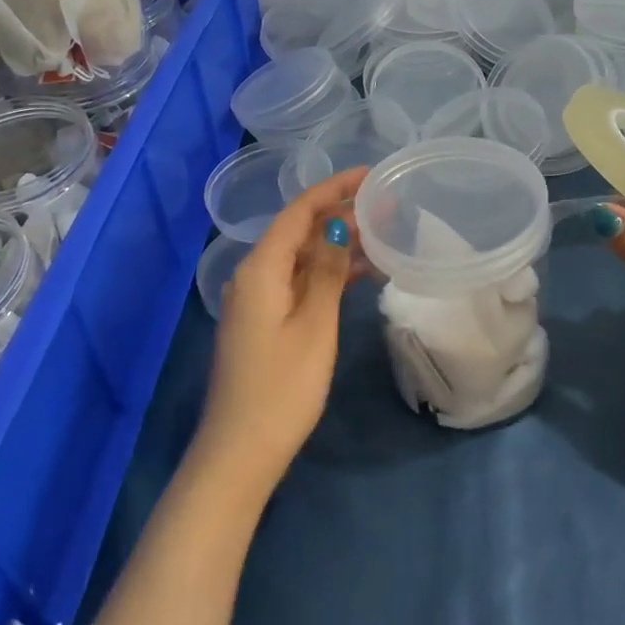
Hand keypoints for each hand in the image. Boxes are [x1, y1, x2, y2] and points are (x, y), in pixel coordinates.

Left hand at [191, 165, 368, 497]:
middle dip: (338, 214)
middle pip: (297, 231)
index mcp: (260, 269)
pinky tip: (358, 274)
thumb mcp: (314, 325)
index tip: (369, 175)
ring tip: (381, 234)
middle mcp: (252, 276)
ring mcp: (256, 300)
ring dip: (335, 245)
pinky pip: (297, 283)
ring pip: (299, 258)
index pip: (298, 212)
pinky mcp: (263, 322)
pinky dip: (325, 274)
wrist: (241, 450)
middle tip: (384, 205)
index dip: (333, 189)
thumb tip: (337, 224)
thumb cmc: (282, 387)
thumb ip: (325, 271)